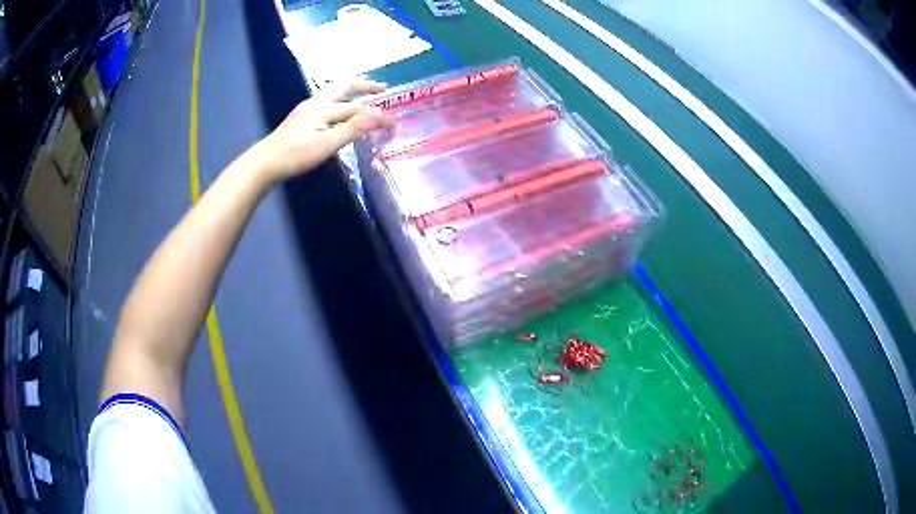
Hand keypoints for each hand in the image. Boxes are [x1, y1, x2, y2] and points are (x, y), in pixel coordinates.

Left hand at [256, 80, 393, 181]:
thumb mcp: (328, 143)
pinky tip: (336, 114)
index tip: (394, 124)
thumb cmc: (296, 154)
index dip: (378, 115)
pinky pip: (325, 103)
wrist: (265, 162)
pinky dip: (338, 103)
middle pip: (345, 88)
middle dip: (365, 86)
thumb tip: (382, 113)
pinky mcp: (299, 119)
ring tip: (362, 98)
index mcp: (325, 106)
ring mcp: (306, 109)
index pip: (359, 108)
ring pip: (333, 95)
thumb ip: (355, 127)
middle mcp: (316, 102)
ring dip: (350, 93)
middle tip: (381, 88)